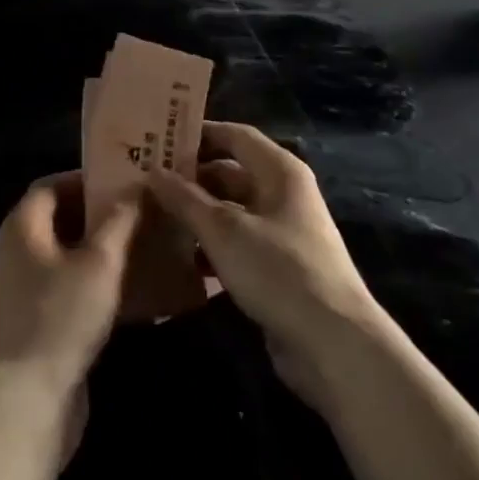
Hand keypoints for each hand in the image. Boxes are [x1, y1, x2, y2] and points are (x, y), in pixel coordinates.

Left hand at [0, 172, 139, 400]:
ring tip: (137, 247)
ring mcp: (20, 287)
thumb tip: (136, 189)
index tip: (122, 183)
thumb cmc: (63, 316)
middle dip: (96, 214)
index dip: (86, 180)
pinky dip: (90, 280)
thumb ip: (119, 221)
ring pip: (63, 254)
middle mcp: (14, 250)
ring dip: (96, 249)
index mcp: (22, 226)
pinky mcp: (31, 319)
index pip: (50, 185)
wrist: (29, 398)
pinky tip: (124, 291)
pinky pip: (63, 285)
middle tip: (137, 213)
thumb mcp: (100, 263)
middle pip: (57, 218)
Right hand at [146, 122, 386, 409]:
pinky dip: (210, 246)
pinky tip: (178, 257)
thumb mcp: (224, 230)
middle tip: (145, 181)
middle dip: (190, 178)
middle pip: (229, 174)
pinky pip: (236, 244)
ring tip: (151, 217)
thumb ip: (185, 199)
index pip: (234, 135)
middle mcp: (282, 194)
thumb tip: (153, 171)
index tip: (159, 139)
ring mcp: (281, 233)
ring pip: (230, 211)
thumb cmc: (279, 270)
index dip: (198, 134)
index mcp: (279, 171)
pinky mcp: (276, 269)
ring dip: (196, 215)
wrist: (333, 345)